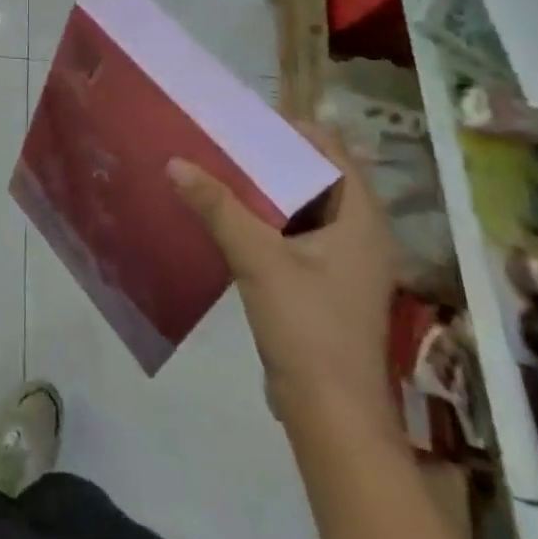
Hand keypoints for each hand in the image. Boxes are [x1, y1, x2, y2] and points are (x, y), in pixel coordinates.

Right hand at [170, 127, 399, 439]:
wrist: (332, 416)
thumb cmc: (308, 327)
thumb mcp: (258, 259)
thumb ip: (218, 207)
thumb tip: (175, 162)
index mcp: (362, 218)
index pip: (331, 148)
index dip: (290, 130)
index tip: (243, 122)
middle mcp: (361, 232)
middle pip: (315, 176)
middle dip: (270, 158)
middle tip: (222, 142)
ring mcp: (346, 261)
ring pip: (303, 206)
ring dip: (265, 191)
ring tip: (218, 171)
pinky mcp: (327, 284)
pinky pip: (296, 234)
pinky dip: (267, 220)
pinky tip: (229, 217)